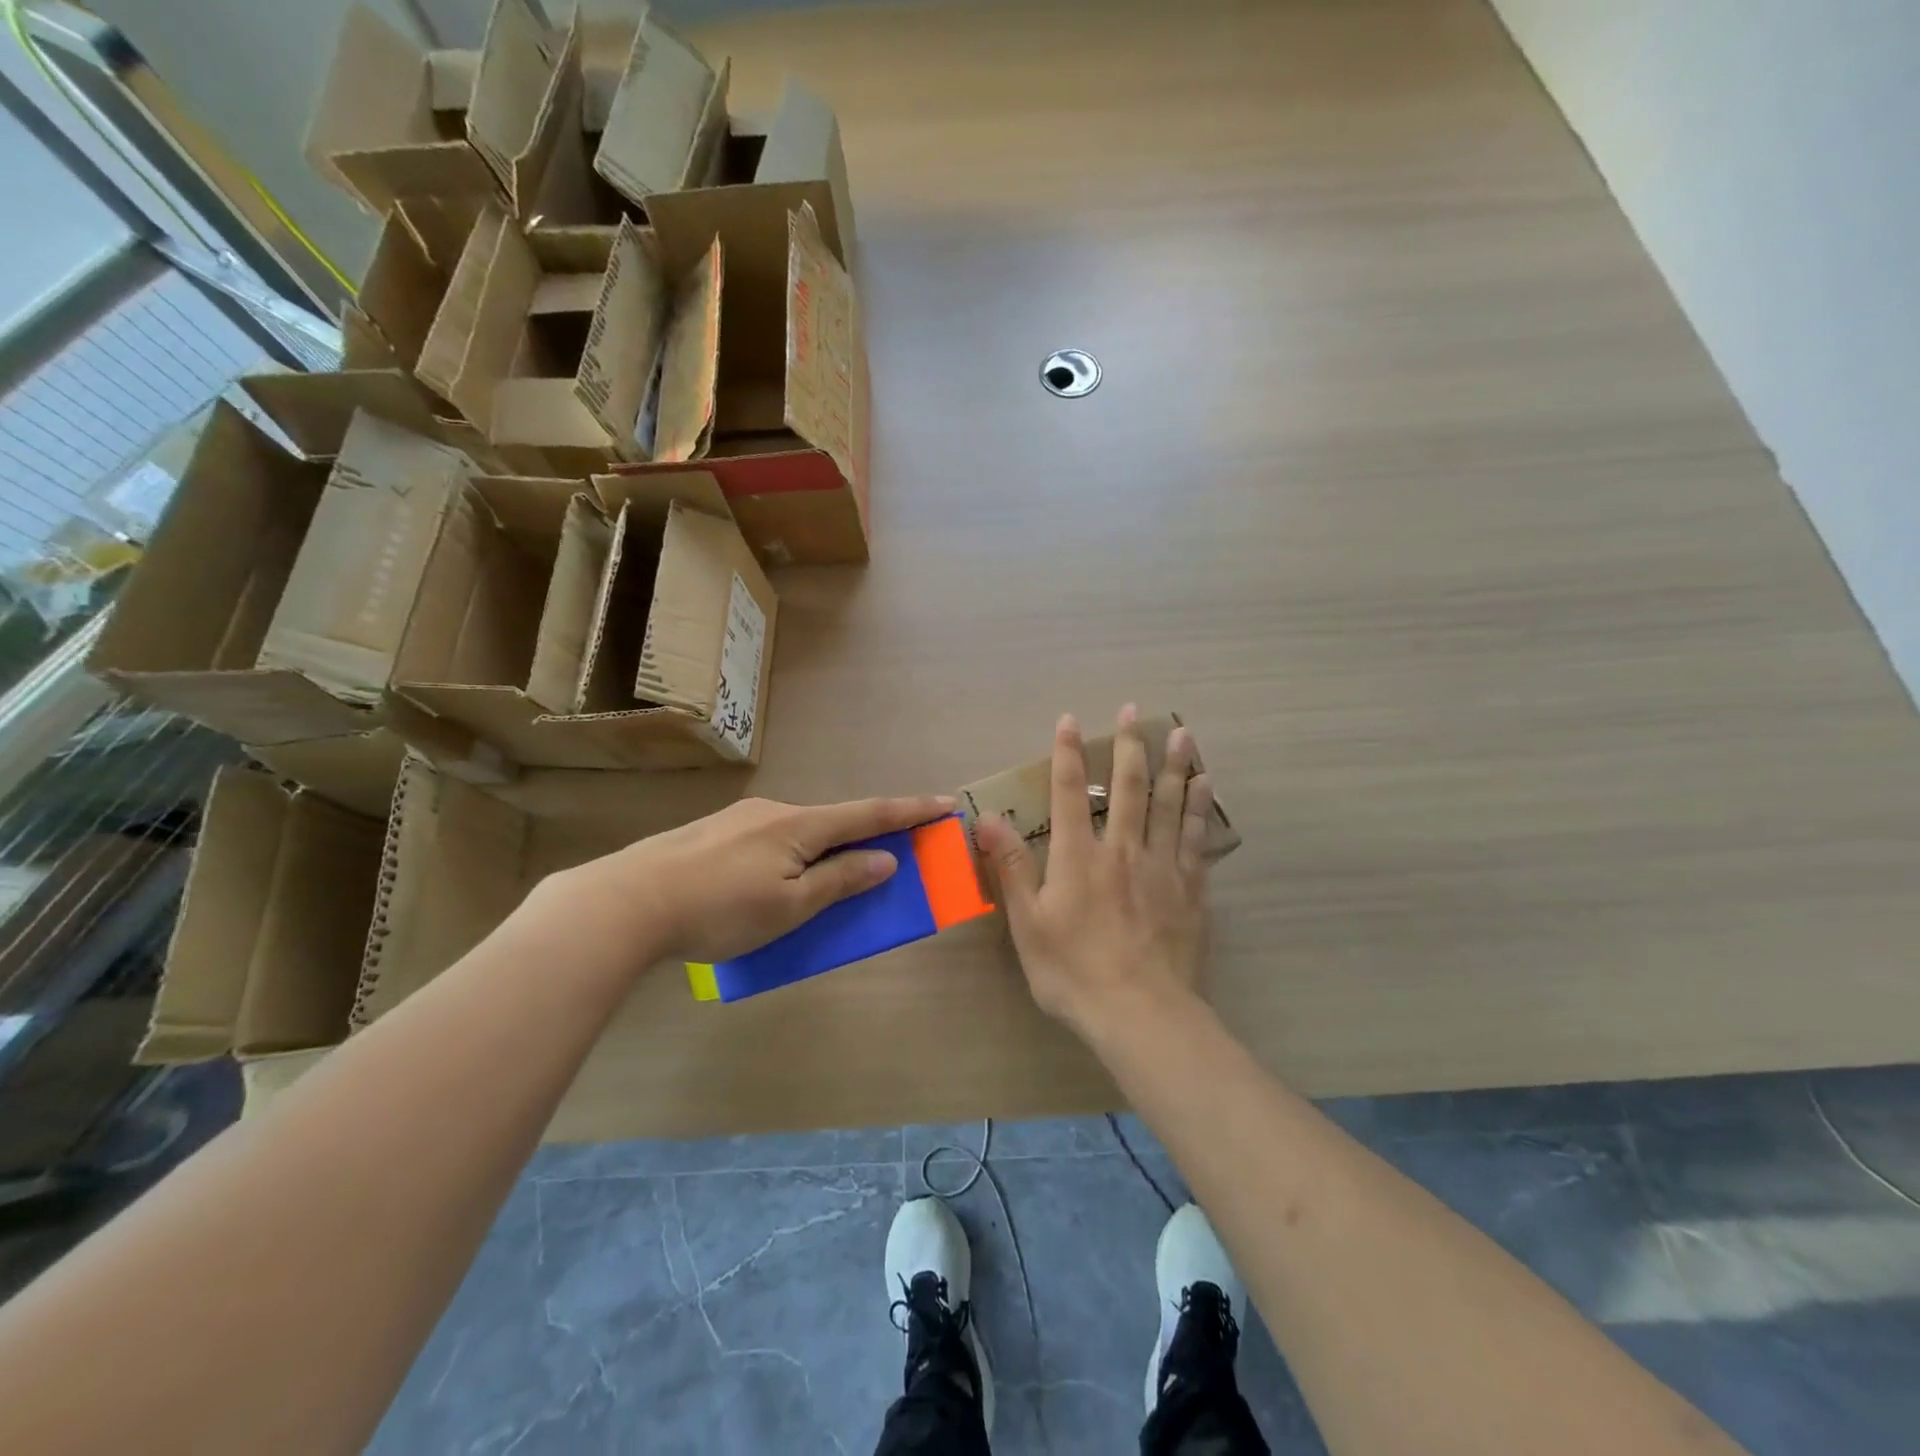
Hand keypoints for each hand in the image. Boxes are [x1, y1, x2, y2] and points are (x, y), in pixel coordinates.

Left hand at [546, 794, 956, 965]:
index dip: (910, 811)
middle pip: (833, 822)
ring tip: (817, 885)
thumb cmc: (720, 909)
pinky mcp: (712, 834)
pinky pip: (768, 842)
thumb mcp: (790, 906)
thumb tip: (885, 858)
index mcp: (800, 826)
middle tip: (883, 858)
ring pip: (797, 833)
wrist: (627, 901)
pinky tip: (766, 885)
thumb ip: (840, 880)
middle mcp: (774, 811)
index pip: (869, 814)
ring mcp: (740, 820)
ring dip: (821, 851)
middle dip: (863, 836)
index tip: (945, 803)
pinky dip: (788, 857)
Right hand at [976, 706, 1213, 1040]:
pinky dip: (1201, 807)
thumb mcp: (1028, 924)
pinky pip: (1198, 837)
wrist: (1141, 1014)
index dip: (1067, 754)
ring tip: (1182, 733)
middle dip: (1129, 745)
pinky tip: (1206, 786)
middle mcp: (1123, 850)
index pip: (1070, 793)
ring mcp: (1162, 867)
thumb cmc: (1074, 972)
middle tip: (1135, 709)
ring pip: (1171, 804)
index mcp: (1079, 857)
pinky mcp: (1190, 888)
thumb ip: (1012, 867)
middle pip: (1129, 788)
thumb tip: (988, 817)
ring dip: (1174, 765)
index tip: (1070, 720)